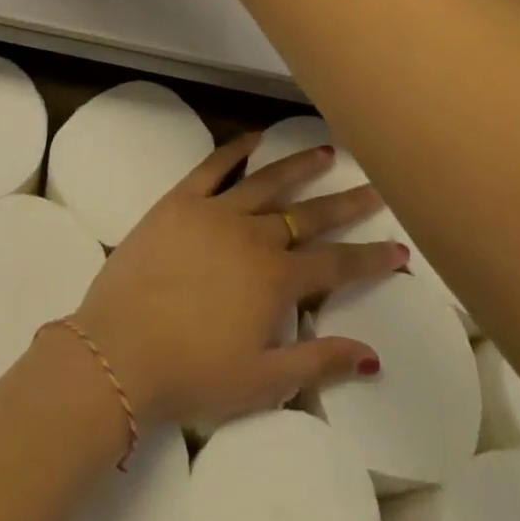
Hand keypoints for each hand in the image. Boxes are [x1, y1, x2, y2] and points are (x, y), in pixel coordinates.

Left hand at [65, 134, 404, 429]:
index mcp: (276, 280)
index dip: (371, 257)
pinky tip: (255, 138)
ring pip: (268, 182)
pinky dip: (236, 150)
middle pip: (309, 214)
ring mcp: (215, 212)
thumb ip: (318, 363)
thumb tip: (373, 355)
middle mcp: (253, 236)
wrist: (119, 350)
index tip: (400, 247)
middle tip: (375, 186)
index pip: (336, 264)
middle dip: (347, 202)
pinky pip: (213, 167)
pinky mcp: (179, 201)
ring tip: (327, 151)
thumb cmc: (191, 374)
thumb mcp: (262, 382)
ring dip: (300, 166)